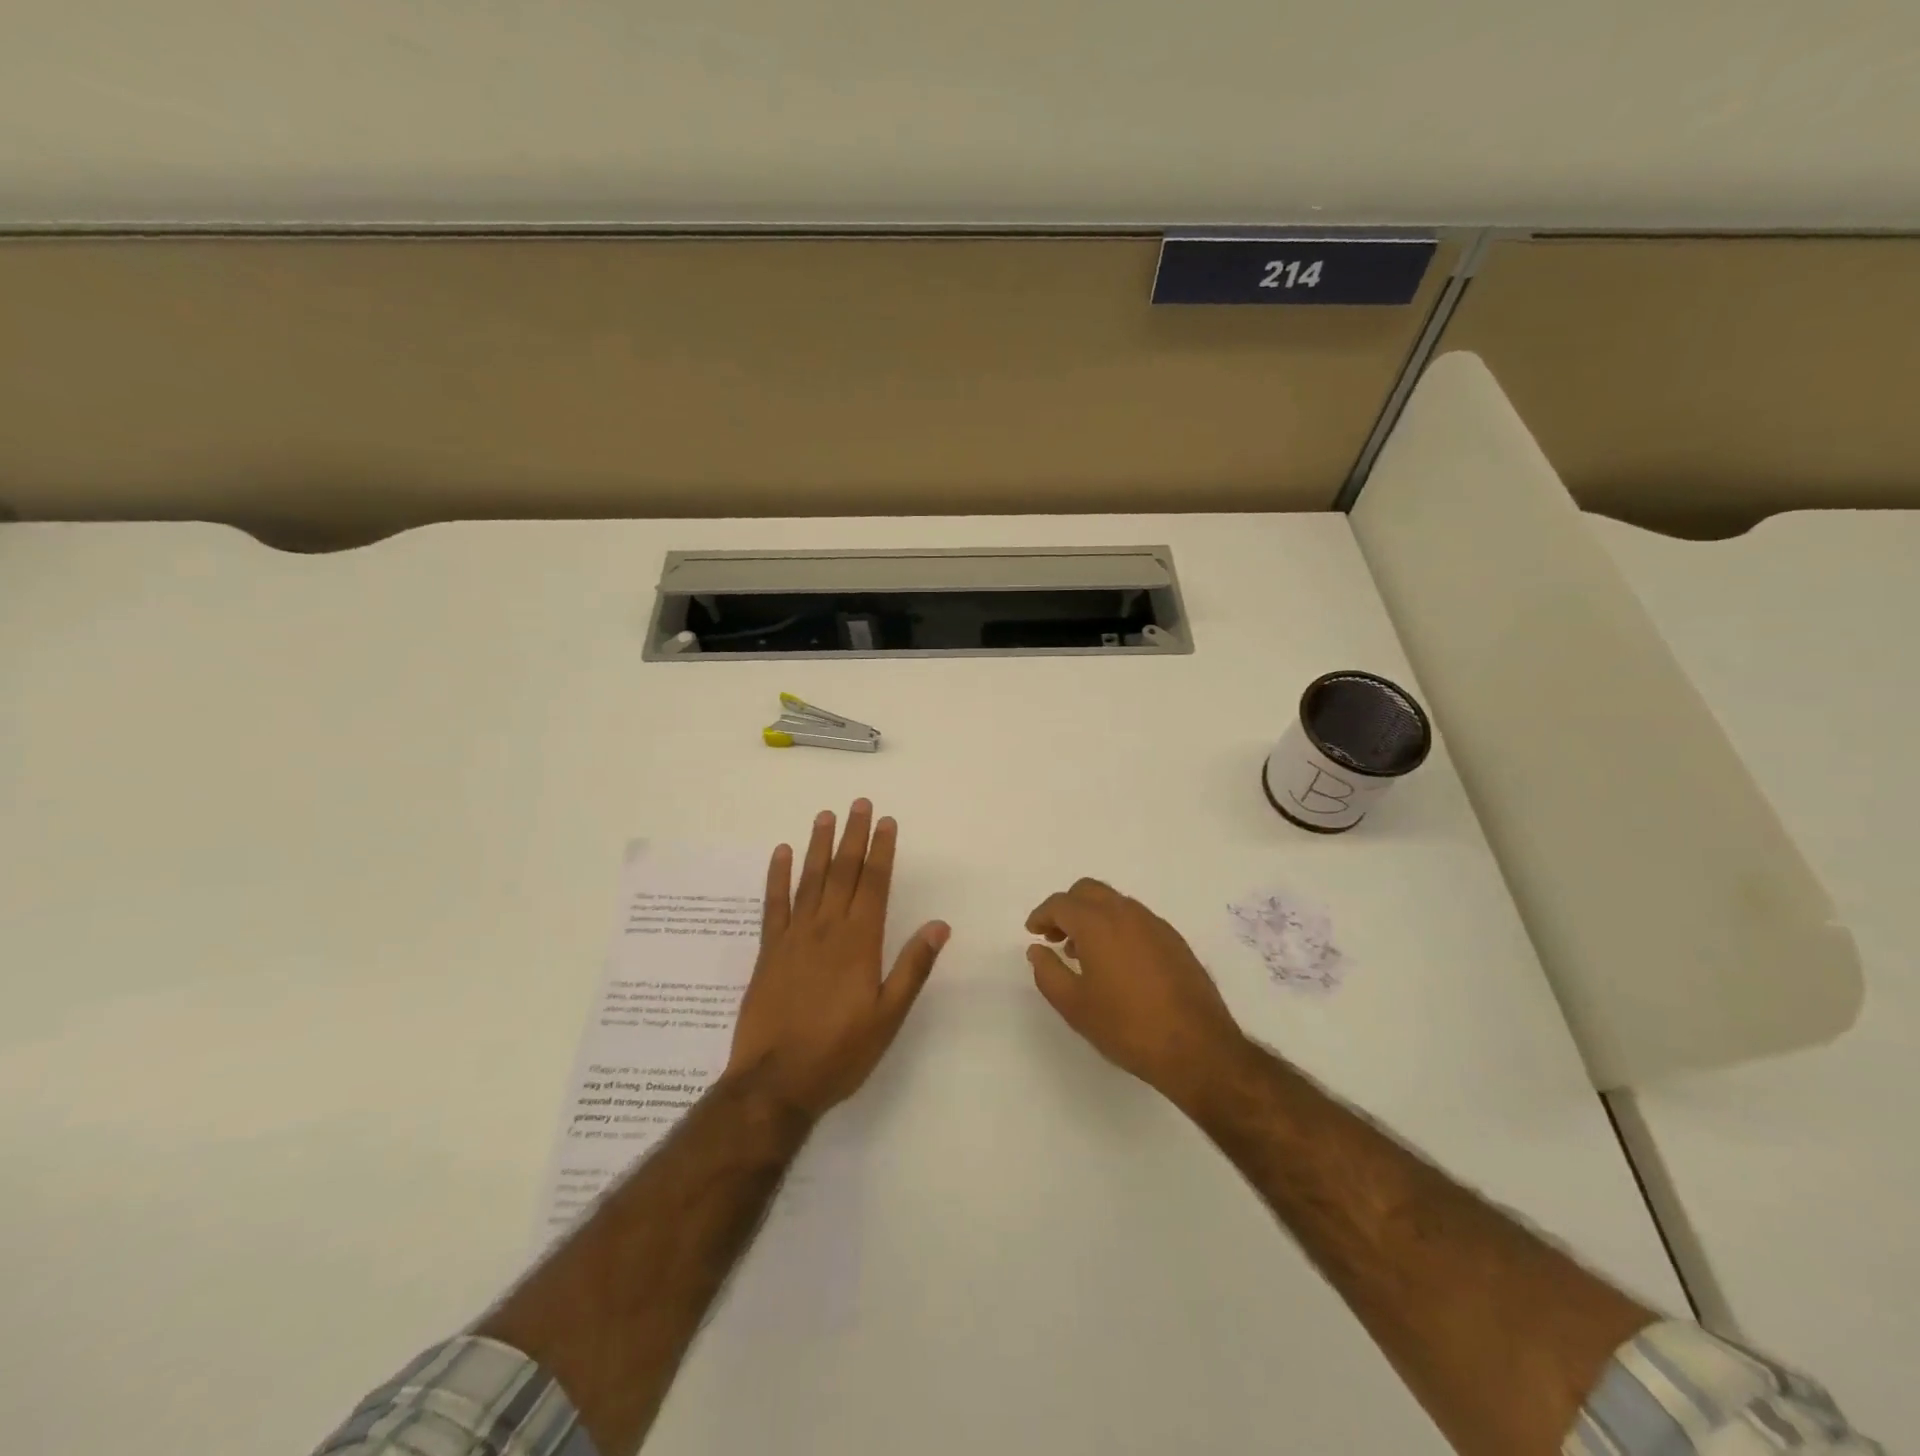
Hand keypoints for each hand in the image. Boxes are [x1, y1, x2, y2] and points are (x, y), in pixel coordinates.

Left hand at [726, 800, 949, 1120]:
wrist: (775, 1083)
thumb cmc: (840, 1052)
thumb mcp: (888, 1016)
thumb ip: (913, 967)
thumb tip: (940, 925)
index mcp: (860, 943)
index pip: (874, 884)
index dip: (881, 851)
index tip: (886, 822)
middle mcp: (827, 929)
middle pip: (843, 872)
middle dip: (853, 836)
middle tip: (859, 803)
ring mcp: (794, 937)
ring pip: (810, 880)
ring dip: (819, 846)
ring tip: (826, 815)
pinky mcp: (769, 951)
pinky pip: (773, 904)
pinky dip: (778, 876)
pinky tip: (782, 853)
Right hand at [1026, 878, 1247, 1108]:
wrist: (1197, 1047)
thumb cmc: (1126, 1026)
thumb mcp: (1074, 1005)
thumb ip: (1048, 972)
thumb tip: (1037, 949)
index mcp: (1098, 923)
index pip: (1061, 903)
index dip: (1042, 915)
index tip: (1033, 932)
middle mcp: (1127, 913)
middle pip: (1089, 891)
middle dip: (1067, 907)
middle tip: (1055, 937)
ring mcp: (1155, 924)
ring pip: (1115, 903)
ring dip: (1093, 916)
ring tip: (1084, 953)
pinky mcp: (1175, 941)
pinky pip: (1137, 920)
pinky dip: (1117, 927)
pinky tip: (1117, 963)